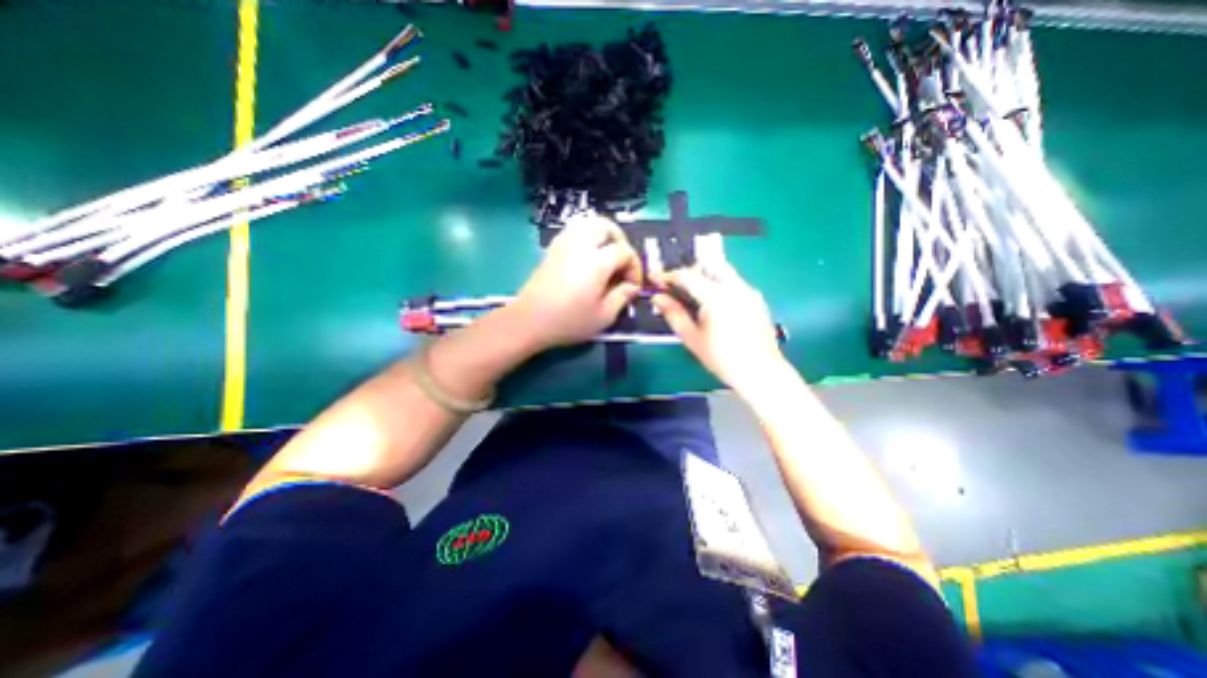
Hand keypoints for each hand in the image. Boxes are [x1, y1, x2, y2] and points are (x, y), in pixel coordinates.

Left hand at [509, 215, 645, 352]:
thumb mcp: (604, 316)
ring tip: (606, 255)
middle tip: (622, 262)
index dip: (634, 267)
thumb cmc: (569, 321)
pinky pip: (573, 231)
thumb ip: (623, 297)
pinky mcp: (552, 250)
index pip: (625, 251)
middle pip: (606, 226)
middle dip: (620, 241)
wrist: (530, 321)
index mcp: (597, 262)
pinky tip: (587, 257)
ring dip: (603, 235)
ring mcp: (564, 244)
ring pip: (588, 223)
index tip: (633, 286)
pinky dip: (586, 236)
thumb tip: (632, 286)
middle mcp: (581, 245)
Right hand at [652, 261, 782, 390]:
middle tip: (677, 287)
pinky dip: (719, 285)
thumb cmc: (722, 358)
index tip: (656, 280)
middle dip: (690, 271)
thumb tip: (658, 298)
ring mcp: (749, 291)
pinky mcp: (756, 299)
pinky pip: (734, 282)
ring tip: (694, 297)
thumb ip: (673, 314)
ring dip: (705, 276)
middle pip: (708, 264)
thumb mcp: (692, 337)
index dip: (668, 276)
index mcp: (716, 296)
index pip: (687, 275)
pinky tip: (714, 306)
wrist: (760, 372)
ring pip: (723, 271)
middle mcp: (735, 287)